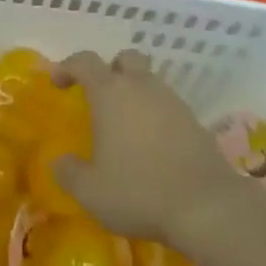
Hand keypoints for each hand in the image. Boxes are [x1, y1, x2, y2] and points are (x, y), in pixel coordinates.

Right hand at [51, 50, 244, 247]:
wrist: (207, 207)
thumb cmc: (139, 191)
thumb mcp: (90, 191)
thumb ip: (69, 173)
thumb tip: (59, 162)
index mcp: (110, 93)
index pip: (84, 61)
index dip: (67, 66)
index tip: (58, 83)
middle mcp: (142, 87)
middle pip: (126, 58)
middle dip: (111, 70)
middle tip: (100, 97)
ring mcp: (173, 102)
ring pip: (150, 82)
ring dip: (136, 95)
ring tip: (126, 128)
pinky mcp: (196, 122)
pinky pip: (169, 107)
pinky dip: (157, 117)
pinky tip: (153, 147)